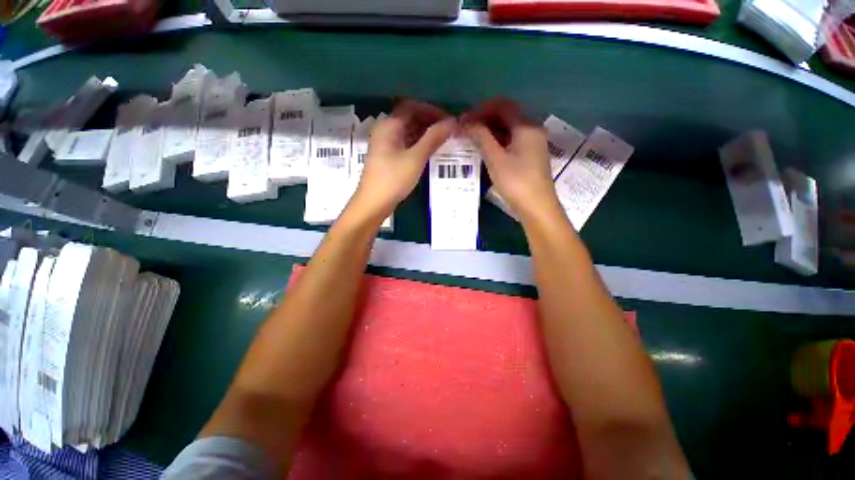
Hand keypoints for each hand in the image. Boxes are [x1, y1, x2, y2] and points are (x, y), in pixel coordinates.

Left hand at [352, 99, 455, 219]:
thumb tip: (451, 122)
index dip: (432, 110)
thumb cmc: (393, 179)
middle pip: (410, 118)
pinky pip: (406, 144)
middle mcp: (385, 130)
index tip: (449, 119)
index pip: (413, 107)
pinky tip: (430, 151)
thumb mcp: (415, 158)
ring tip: (444, 140)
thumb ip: (433, 139)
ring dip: (425, 134)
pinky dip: (418, 144)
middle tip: (449, 130)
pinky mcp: (388, 157)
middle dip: (430, 122)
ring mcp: (386, 144)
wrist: (373, 204)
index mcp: (389, 125)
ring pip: (408, 132)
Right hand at [463, 99, 559, 221]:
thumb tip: (464, 122)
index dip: (481, 110)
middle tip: (465, 130)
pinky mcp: (530, 157)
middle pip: (506, 116)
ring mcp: (532, 144)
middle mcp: (532, 130)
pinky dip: (497, 142)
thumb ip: (480, 137)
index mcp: (526, 126)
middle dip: (484, 120)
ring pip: (508, 130)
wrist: (537, 207)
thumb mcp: (495, 158)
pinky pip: (511, 142)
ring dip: (489, 132)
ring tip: (471, 140)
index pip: (502, 106)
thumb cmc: (516, 182)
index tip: (463, 121)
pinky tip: (485, 150)